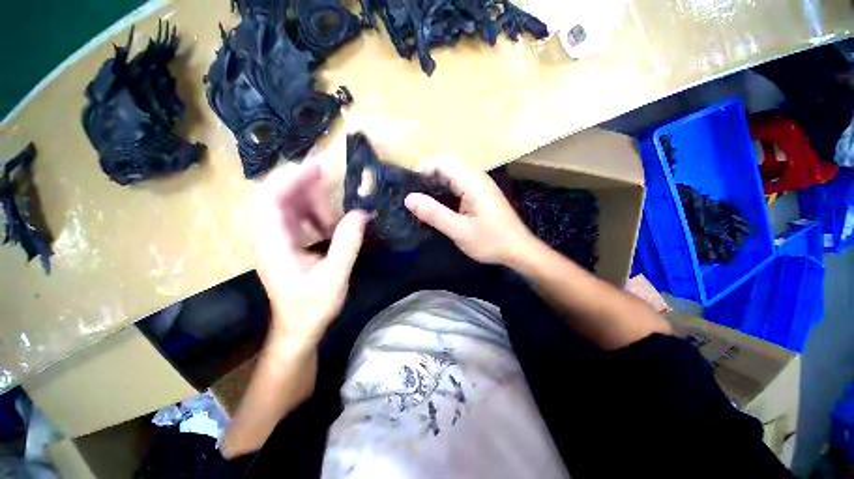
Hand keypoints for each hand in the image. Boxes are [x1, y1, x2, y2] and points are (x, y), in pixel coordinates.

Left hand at [254, 162, 367, 347]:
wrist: (298, 330)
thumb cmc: (312, 307)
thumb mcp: (334, 276)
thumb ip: (347, 244)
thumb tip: (361, 213)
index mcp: (273, 244)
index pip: (271, 199)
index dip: (292, 178)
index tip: (318, 166)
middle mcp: (270, 237)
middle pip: (278, 197)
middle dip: (302, 182)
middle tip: (329, 174)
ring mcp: (278, 241)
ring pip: (289, 207)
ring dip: (312, 201)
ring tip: (337, 206)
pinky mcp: (288, 245)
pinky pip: (298, 220)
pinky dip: (315, 215)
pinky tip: (332, 222)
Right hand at [404, 161, 536, 264]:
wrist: (519, 250)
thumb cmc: (491, 241)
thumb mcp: (460, 231)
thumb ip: (434, 214)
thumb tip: (409, 198)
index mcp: (472, 181)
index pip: (441, 162)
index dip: (421, 170)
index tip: (408, 188)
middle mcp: (476, 177)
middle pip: (445, 166)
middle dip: (426, 177)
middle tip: (413, 198)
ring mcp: (480, 185)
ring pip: (451, 175)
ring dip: (435, 185)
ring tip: (421, 202)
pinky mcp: (480, 194)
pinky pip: (458, 185)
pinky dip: (444, 191)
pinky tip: (438, 206)